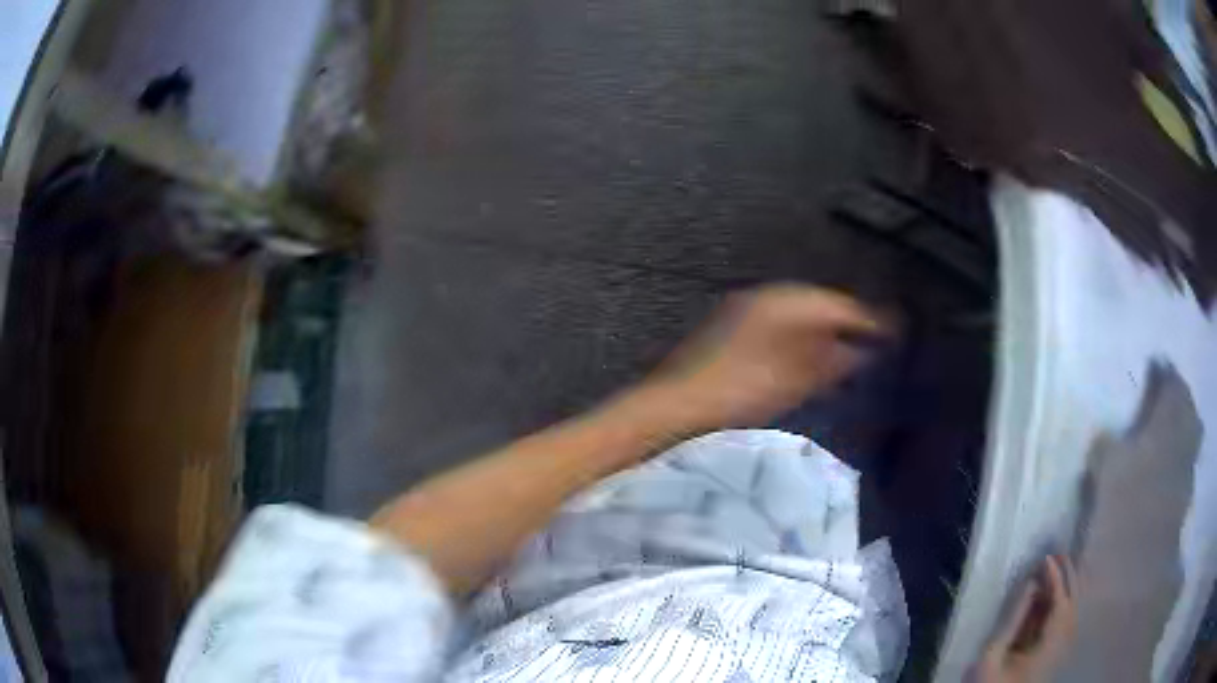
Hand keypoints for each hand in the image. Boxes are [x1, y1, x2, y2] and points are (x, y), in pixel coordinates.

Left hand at [639, 283, 888, 429]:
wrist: (678, 403)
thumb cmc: (738, 390)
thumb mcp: (793, 380)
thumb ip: (831, 363)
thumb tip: (862, 353)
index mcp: (781, 302)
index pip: (836, 304)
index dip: (866, 317)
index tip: (893, 331)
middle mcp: (764, 297)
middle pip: (818, 304)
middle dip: (846, 321)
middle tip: (874, 341)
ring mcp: (746, 310)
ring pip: (799, 314)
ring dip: (824, 330)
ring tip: (849, 351)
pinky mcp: (735, 327)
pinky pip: (781, 324)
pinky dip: (802, 338)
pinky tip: (810, 357)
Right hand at [977, 555, 1077, 682]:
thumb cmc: (992, 681)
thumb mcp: (993, 654)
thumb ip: (1013, 620)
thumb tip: (1030, 584)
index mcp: (1049, 644)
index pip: (1060, 603)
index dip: (1056, 577)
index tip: (1046, 558)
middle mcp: (1063, 641)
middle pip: (1073, 601)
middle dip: (1069, 575)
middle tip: (1058, 554)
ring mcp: (1063, 645)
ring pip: (1075, 607)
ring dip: (1070, 585)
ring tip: (1060, 566)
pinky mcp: (1058, 649)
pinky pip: (1069, 617)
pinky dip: (1067, 599)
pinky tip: (1058, 592)